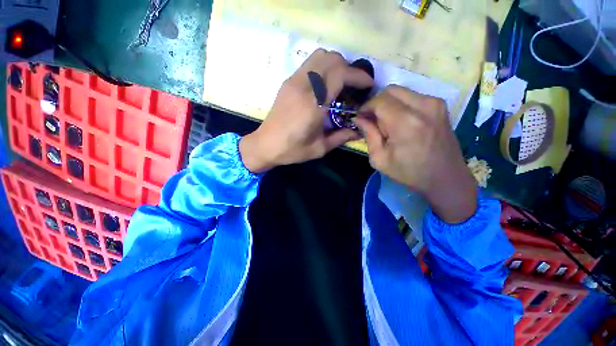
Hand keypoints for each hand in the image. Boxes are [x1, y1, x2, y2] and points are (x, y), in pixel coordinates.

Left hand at [240, 49, 373, 172]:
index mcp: (313, 105)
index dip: (358, 76)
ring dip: (335, 64)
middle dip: (348, 68)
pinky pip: (309, 63)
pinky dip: (322, 67)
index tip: (368, 85)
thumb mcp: (319, 148)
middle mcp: (303, 87)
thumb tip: (359, 130)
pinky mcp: (288, 82)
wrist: (265, 145)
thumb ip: (341, 137)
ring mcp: (293, 81)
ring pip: (319, 56)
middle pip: (331, 59)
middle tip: (354, 86)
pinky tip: (325, 84)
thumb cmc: (292, 150)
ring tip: (340, 82)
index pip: (339, 74)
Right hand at [354, 86, 477, 223]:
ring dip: (389, 103)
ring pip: (402, 91)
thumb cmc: (409, 172)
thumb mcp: (380, 159)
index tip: (361, 118)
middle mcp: (423, 106)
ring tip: (387, 122)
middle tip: (373, 119)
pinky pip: (413, 96)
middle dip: (377, 102)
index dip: (366, 107)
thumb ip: (369, 135)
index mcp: (405, 122)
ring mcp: (435, 103)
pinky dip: (401, 104)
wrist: (446, 177)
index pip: (379, 101)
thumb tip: (360, 118)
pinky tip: (401, 121)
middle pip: (391, 90)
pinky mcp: (440, 105)